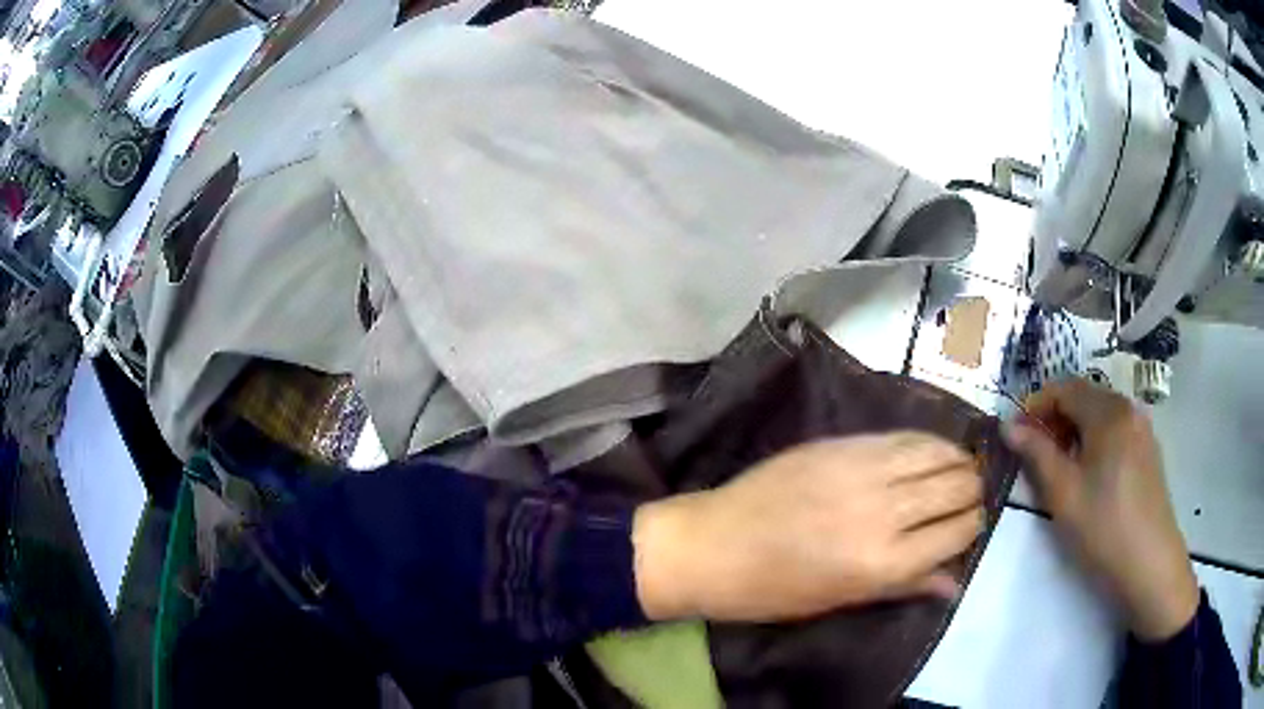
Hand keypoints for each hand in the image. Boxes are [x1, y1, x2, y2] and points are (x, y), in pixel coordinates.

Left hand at [632, 433, 983, 622]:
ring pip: (936, 454)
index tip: (972, 526)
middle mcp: (884, 511)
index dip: (973, 527)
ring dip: (957, 462)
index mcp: (883, 562)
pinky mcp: (842, 444)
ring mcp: (862, 470)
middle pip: (955, 488)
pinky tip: (932, 449)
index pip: (957, 533)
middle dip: (971, 492)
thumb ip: (905, 585)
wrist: (713, 546)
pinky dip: (926, 442)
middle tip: (969, 498)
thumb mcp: (842, 599)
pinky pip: (901, 436)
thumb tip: (954, 583)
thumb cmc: (774, 590)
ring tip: (961, 469)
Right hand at [1002, 378, 1198, 640]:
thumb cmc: (1103, 527)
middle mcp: (1128, 408)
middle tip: (1035, 455)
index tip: (1015, 435)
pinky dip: (1095, 442)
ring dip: (1075, 432)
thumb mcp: (1063, 494)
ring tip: (1060, 469)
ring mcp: (1142, 429)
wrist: (1149, 563)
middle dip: (1055, 419)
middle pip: (1084, 397)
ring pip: (1100, 415)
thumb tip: (1008, 425)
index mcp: (1108, 411)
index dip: (1035, 406)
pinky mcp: (1148, 451)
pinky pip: (1116, 431)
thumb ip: (1036, 454)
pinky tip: (1090, 477)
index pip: (1064, 388)